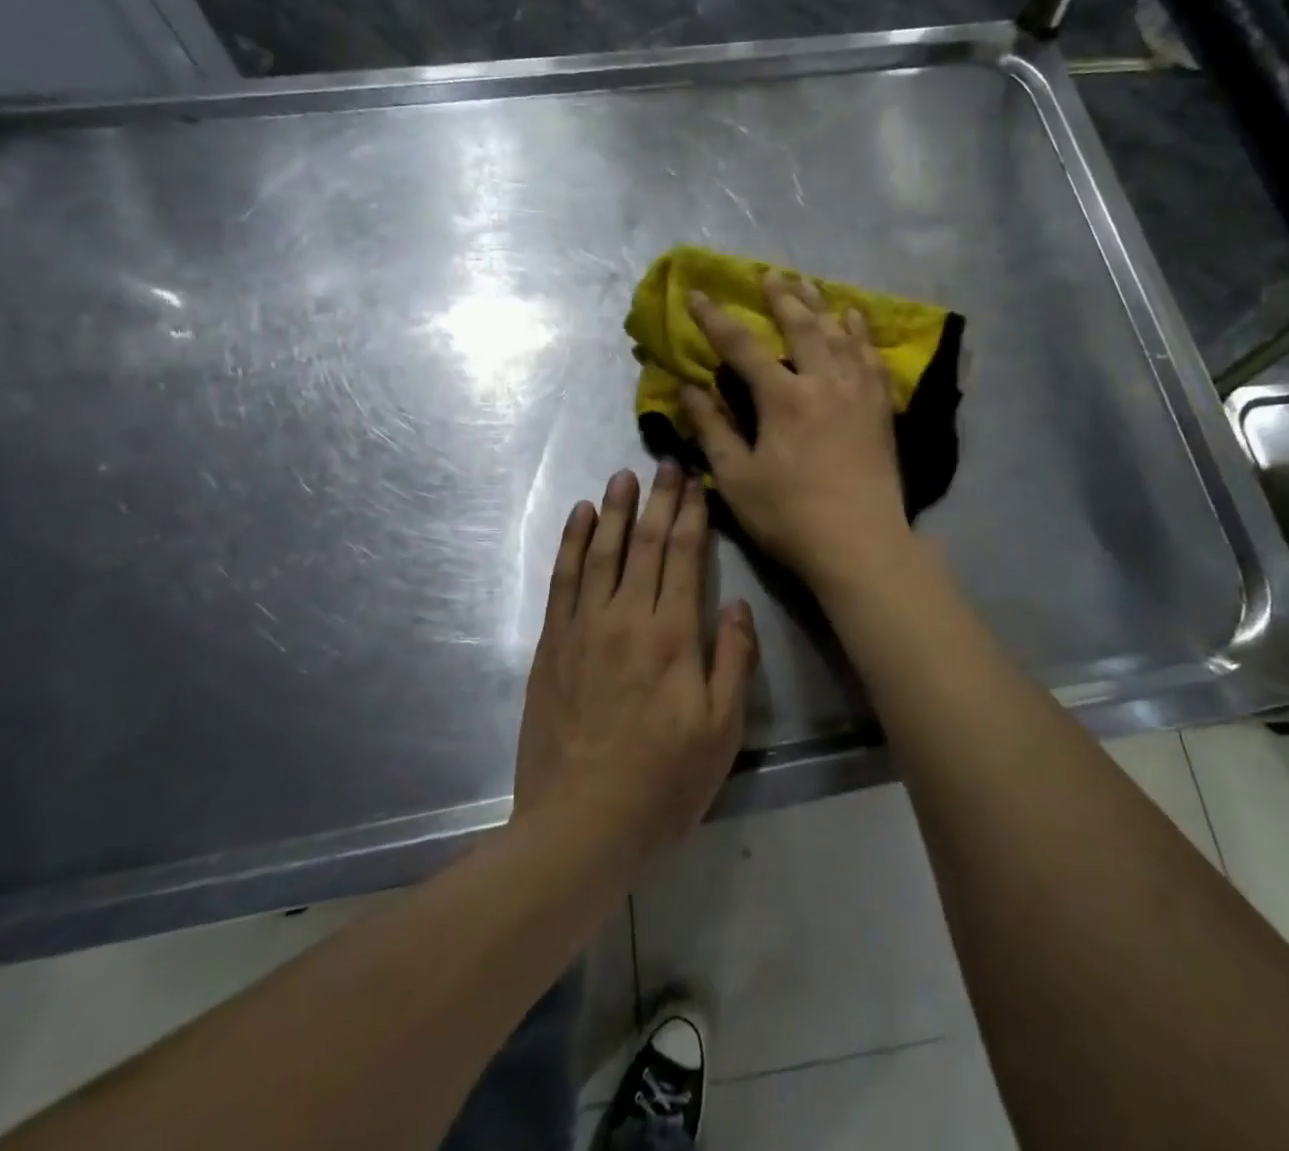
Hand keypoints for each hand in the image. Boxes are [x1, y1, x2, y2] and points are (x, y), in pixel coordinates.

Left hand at [513, 464, 757, 863]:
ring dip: (613, 510)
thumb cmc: (663, 782)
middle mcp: (627, 618)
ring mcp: (584, 628)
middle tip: (665, 462)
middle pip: (645, 544)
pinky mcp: (553, 644)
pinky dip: (571, 543)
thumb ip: (733, 660)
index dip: (691, 515)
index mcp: (673, 636)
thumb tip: (736, 605)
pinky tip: (578, 517)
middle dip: (658, 500)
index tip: (694, 482)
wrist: (580, 825)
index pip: (684, 557)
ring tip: (622, 474)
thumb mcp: (721, 730)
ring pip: (601, 552)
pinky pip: (563, 580)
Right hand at [682, 272, 911, 586]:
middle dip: (780, 296)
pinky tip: (856, 319)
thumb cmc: (790, 516)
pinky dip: (861, 332)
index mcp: (783, 398)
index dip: (715, 318)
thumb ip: (712, 429)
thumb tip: (689, 388)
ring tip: (807, 284)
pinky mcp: (881, 407)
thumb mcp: (737, 478)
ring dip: (820, 304)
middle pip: (801, 325)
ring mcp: (859, 391)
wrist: (862, 543)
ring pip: (840, 333)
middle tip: (768, 274)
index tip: (696, 294)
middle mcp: (824, 382)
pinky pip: (872, 356)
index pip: (742, 346)